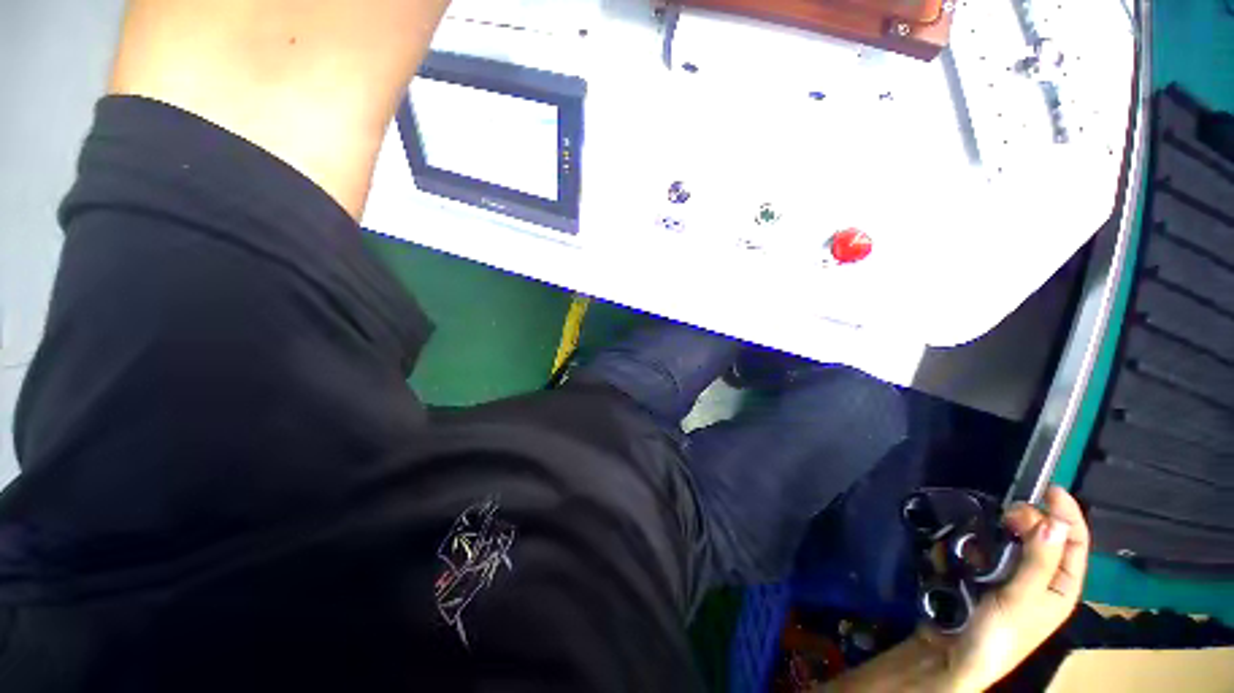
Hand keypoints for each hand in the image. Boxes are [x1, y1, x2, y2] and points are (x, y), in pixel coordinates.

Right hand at [929, 486, 1090, 691]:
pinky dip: (980, 540)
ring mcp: (1010, 577)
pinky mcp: (982, 575)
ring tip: (991, 522)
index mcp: (1060, 588)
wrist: (951, 655)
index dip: (1067, 515)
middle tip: (1009, 511)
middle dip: (1031, 519)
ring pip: (1014, 541)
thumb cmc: (997, 634)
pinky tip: (969, 540)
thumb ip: (1037, 561)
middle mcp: (1040, 580)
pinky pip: (986, 549)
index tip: (1050, 489)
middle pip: (1045, 538)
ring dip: (1005, 528)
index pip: (1074, 543)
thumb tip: (1052, 520)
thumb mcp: (1021, 599)